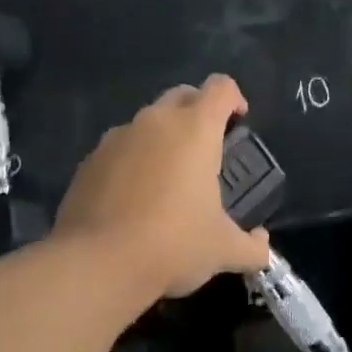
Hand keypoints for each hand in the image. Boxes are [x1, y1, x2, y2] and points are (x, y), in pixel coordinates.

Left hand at [53, 74, 270, 300]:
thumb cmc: (173, 244)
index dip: (234, 98)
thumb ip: (252, 246)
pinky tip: (134, 198)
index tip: (239, 121)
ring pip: (147, 122)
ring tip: (168, 177)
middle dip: (198, 111)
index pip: (221, 87)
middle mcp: (155, 121)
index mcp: (195, 129)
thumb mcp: (224, 250)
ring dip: (162, 137)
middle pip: (182, 95)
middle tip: (206, 148)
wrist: (97, 264)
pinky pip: (119, 148)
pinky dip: (132, 161)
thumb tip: (263, 246)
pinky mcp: (88, 161)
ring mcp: (117, 138)